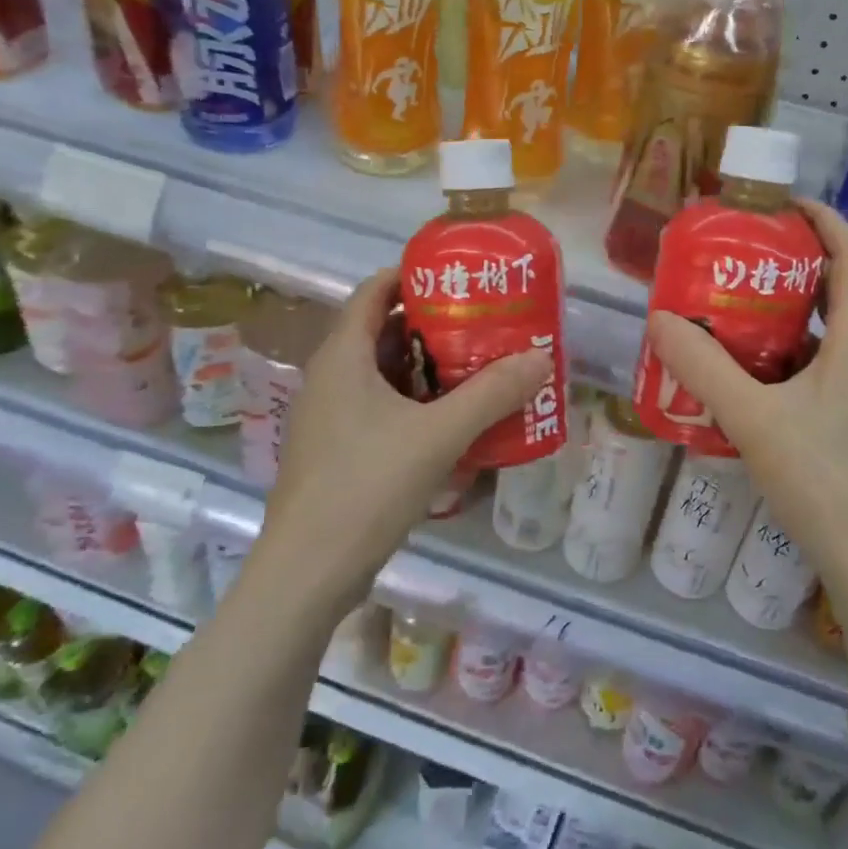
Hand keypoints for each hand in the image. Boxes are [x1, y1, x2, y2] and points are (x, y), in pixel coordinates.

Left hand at [258, 269, 552, 605]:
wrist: (308, 573)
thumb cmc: (366, 487)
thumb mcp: (438, 436)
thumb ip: (490, 394)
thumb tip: (539, 357)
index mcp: (342, 357)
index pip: (373, 291)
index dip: (411, 275)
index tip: (458, 276)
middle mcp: (330, 378)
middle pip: (381, 330)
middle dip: (431, 323)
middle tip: (482, 322)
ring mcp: (330, 417)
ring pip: (382, 373)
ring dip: (426, 366)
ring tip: (477, 365)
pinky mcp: (338, 450)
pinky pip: (380, 408)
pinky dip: (415, 402)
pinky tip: (452, 420)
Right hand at [645, 200, 847, 598]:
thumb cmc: (822, 478)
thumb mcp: (752, 417)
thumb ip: (702, 367)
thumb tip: (659, 319)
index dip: (823, 220)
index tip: (779, 204)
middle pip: (841, 289)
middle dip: (794, 264)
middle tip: (739, 256)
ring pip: (832, 332)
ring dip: (790, 312)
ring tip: (734, 309)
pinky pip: (827, 366)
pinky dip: (791, 354)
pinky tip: (750, 374)